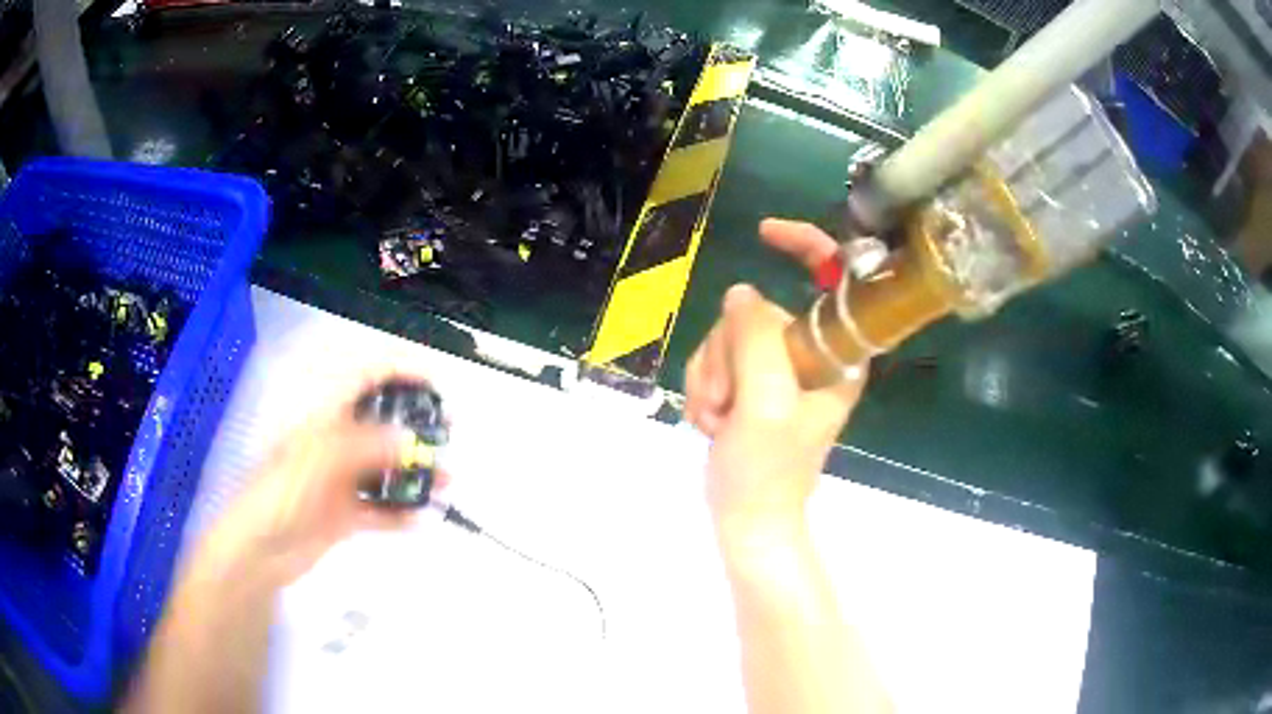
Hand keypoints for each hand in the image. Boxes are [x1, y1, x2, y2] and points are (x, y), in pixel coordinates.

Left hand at [195, 367, 449, 586]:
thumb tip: (407, 435)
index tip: (434, 383)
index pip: (363, 380)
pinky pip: (379, 510)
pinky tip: (422, 520)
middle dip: (415, 427)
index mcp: (323, 418)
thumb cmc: (280, 493)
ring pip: (385, 469)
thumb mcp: (318, 459)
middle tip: (448, 435)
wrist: (258, 550)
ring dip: (415, 473)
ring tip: (446, 482)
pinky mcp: (344, 515)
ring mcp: (340, 481)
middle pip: (380, 425)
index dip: (397, 372)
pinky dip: (400, 514)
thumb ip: (363, 445)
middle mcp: (335, 443)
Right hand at [685, 219, 866, 530]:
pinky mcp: (752, 381)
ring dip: (712, 377)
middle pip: (758, 310)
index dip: (806, 244)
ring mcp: (779, 367)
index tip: (764, 233)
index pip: (835, 278)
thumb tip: (741, 293)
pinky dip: (705, 387)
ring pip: (729, 335)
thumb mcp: (765, 404)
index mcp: (838, 352)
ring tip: (720, 419)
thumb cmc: (767, 471)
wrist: (747, 518)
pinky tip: (712, 421)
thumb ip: (755, 339)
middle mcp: (812, 352)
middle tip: (729, 402)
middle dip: (728, 353)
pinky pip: (715, 358)